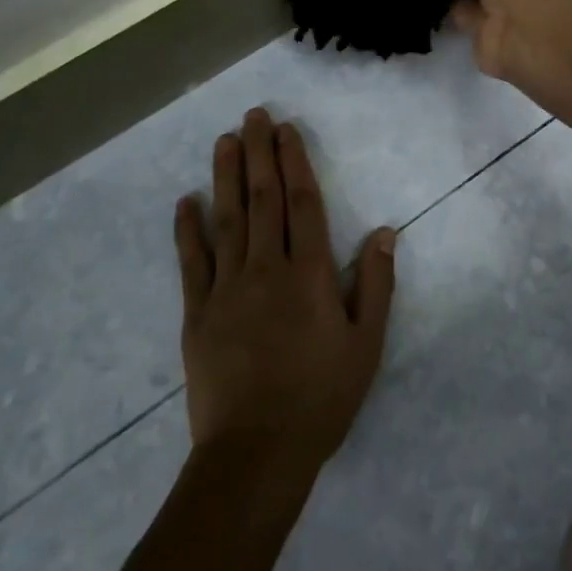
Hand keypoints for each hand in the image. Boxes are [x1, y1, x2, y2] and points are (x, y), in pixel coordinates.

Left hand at [173, 108, 396, 472]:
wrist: (256, 454)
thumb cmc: (320, 398)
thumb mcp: (366, 345)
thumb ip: (376, 284)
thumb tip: (385, 231)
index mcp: (309, 274)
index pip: (302, 203)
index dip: (294, 161)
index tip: (286, 129)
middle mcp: (266, 269)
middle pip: (263, 199)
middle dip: (258, 153)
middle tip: (253, 115)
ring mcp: (227, 289)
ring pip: (227, 219)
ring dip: (226, 176)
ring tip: (224, 140)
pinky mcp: (197, 313)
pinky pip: (192, 262)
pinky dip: (188, 229)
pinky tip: (186, 201)